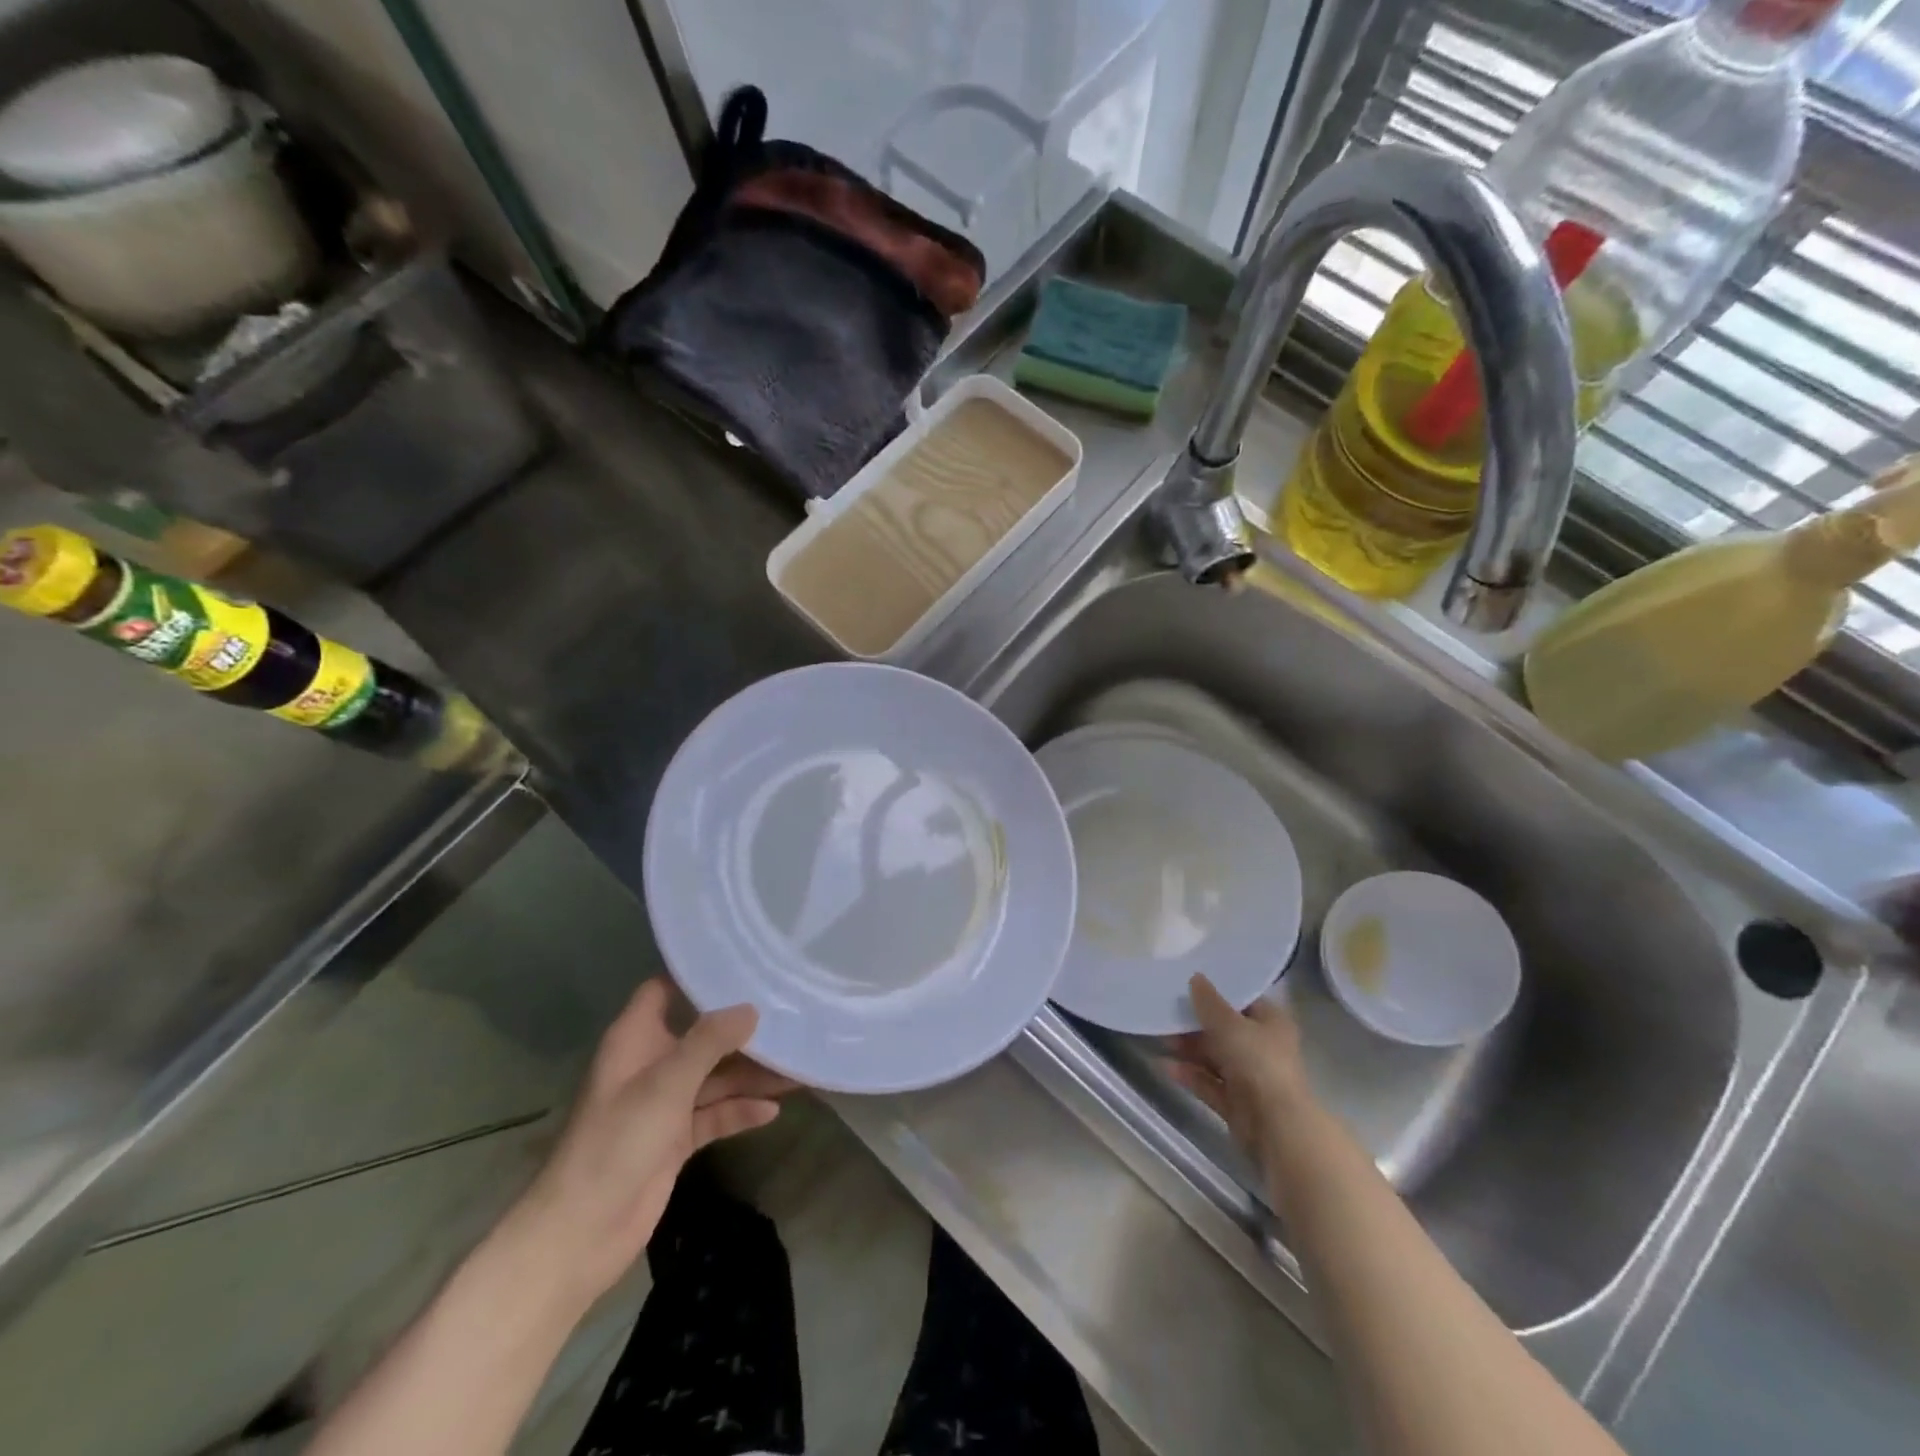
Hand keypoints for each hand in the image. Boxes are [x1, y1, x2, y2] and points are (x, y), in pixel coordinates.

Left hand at [505, 979, 794, 1306]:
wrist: (583, 1232)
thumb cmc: (618, 1141)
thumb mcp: (667, 1083)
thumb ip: (711, 1041)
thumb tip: (751, 1008)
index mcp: (636, 1039)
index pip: (665, 990)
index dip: (698, 976)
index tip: (745, 964)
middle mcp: (651, 1064)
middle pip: (702, 1035)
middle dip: (742, 1029)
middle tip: (789, 1013)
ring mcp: (664, 1103)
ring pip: (715, 1076)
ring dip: (751, 1074)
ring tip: (797, 1065)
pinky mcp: (676, 1138)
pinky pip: (715, 1114)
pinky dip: (740, 1111)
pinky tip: (773, 1110)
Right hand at [1169, 973, 1309, 1161]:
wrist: (1275, 1127)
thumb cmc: (1257, 1062)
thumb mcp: (1229, 1023)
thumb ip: (1209, 1001)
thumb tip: (1196, 978)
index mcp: (1272, 1023)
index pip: (1243, 1001)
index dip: (1218, 993)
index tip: (1188, 985)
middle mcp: (1263, 1048)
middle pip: (1225, 1030)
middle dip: (1196, 1025)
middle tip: (1167, 1014)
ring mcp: (1250, 1078)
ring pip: (1215, 1058)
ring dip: (1189, 1050)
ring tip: (1161, 1039)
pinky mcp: (1237, 1103)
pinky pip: (1209, 1083)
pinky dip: (1190, 1075)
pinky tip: (1166, 1067)